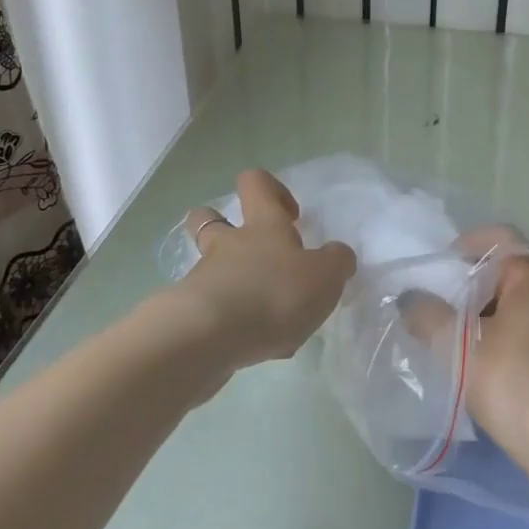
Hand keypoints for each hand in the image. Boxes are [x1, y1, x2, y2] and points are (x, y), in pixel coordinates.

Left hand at [175, 169, 356, 373]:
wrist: (207, 338)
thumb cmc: (273, 294)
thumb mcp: (325, 276)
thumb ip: (336, 262)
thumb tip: (338, 255)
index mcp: (262, 226)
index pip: (256, 183)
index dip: (272, 189)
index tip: (291, 215)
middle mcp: (228, 244)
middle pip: (210, 218)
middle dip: (226, 225)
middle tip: (257, 252)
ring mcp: (204, 278)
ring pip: (210, 266)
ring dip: (232, 279)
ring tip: (263, 309)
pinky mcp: (189, 315)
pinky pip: (211, 309)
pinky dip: (232, 320)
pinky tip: (256, 345)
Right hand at [446, 226, 528, 456]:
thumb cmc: (516, 381)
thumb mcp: (459, 346)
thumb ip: (428, 317)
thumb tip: (409, 298)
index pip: (501, 238)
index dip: (468, 244)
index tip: (440, 267)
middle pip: (507, 275)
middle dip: (470, 287)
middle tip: (437, 306)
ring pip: (516, 310)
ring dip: (484, 319)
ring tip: (452, 341)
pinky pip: (527, 338)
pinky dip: (501, 343)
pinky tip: (481, 372)